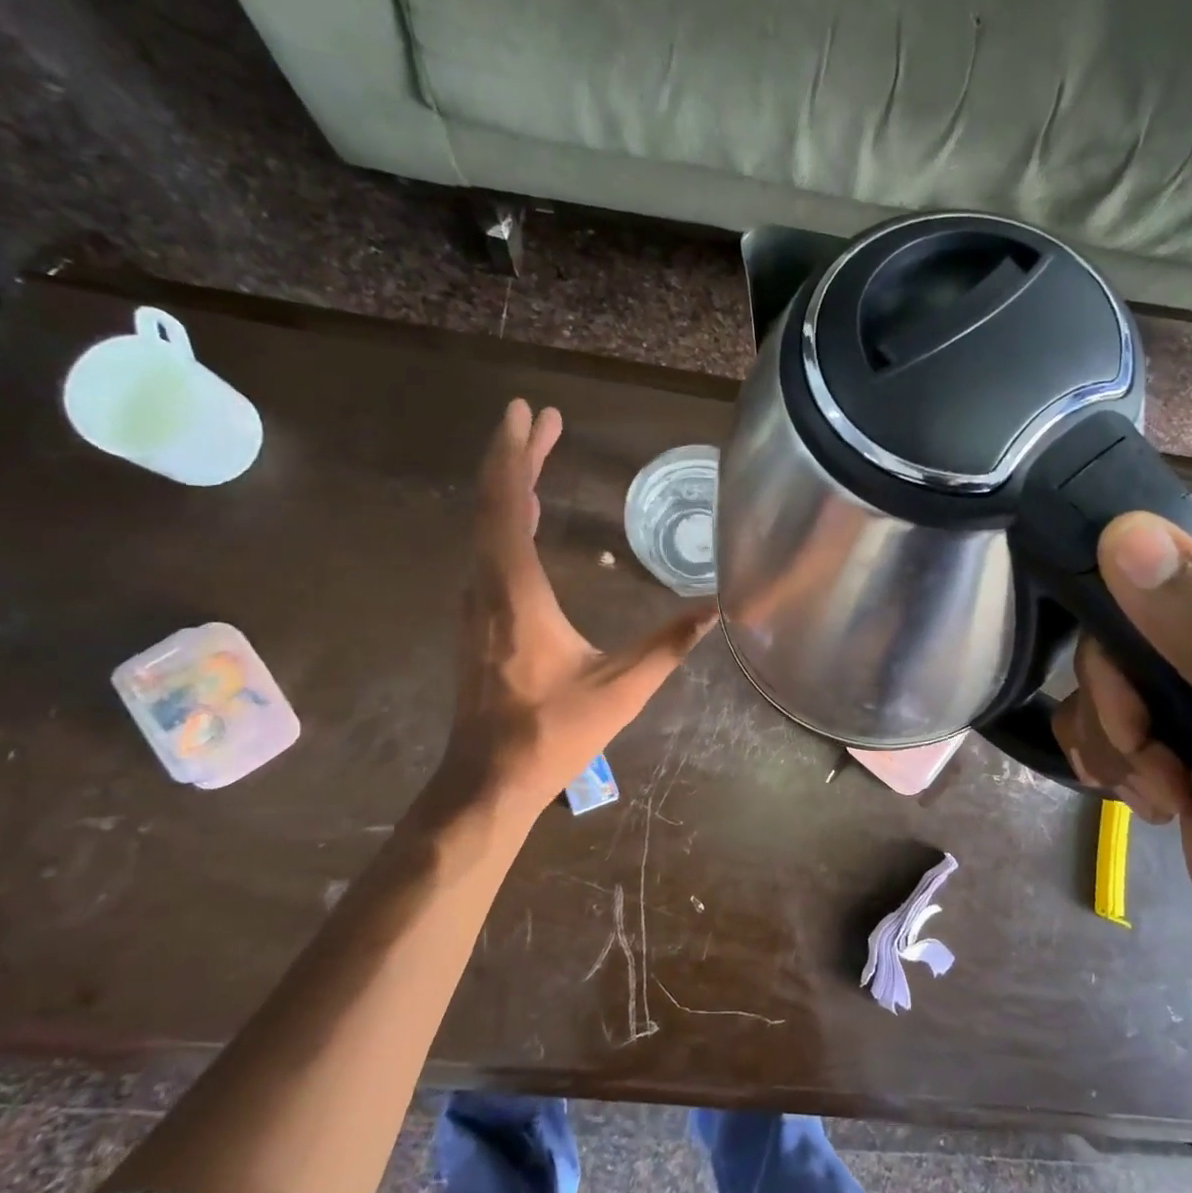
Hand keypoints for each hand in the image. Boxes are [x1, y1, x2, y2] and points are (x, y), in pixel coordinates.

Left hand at [422, 400, 714, 824]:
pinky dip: (506, 519)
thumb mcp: (620, 689)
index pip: (508, 506)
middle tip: (539, 418)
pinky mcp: (478, 621)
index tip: (529, 413)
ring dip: (510, 485)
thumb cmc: (552, 732)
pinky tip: (527, 517)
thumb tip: (716, 609)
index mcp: (516, 593)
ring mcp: (476, 604)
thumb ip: (668, 646)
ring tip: (536, 453)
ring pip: (485, 527)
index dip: (517, 455)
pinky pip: (487, 551)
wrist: (487, 779)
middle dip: (514, 456)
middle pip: (492, 505)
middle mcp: (486, 587)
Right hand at [1052, 513, 1191, 978]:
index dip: (1132, 659)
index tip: (1156, 731)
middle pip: (1119, 632)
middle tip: (1162, 771)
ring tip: (1167, 792)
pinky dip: (1108, 756)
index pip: (1159, 584)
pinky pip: (1095, 705)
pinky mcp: (1176, 704)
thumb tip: (1121, 534)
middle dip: (1123, 714)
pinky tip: (1152, 793)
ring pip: (1098, 674)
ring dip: (1115, 744)